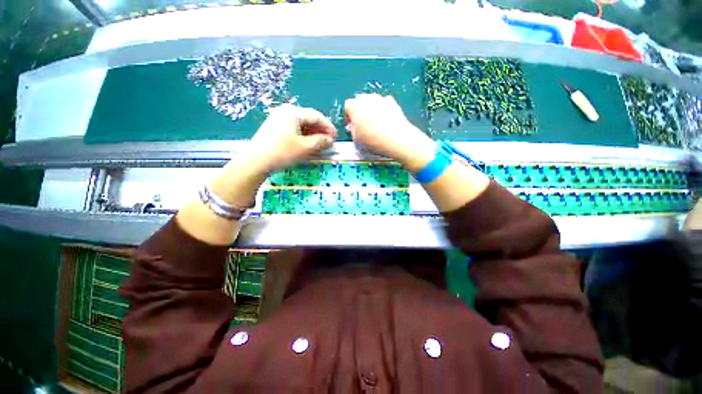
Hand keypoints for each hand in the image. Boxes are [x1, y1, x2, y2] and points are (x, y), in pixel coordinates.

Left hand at [248, 104, 336, 172]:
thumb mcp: (305, 148)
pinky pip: (293, 129)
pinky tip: (306, 145)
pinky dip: (303, 136)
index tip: (335, 137)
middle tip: (328, 142)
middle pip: (308, 119)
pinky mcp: (274, 128)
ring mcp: (277, 119)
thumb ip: (320, 141)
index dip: (328, 126)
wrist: (256, 162)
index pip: (316, 116)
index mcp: (293, 112)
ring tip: (319, 145)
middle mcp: (285, 111)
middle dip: (320, 131)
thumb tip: (330, 140)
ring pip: (301, 125)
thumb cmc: (282, 152)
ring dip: (312, 134)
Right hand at [345, 94, 434, 171]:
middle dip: (359, 111)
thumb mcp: (356, 139)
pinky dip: (382, 110)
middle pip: (360, 101)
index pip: (347, 106)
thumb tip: (352, 126)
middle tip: (361, 125)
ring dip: (370, 110)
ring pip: (372, 101)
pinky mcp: (393, 103)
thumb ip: (352, 130)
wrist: (397, 139)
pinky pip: (384, 104)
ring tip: (373, 123)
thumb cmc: (372, 140)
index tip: (350, 126)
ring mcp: (381, 99)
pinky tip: (385, 121)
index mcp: (355, 106)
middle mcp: (367, 98)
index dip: (348, 116)